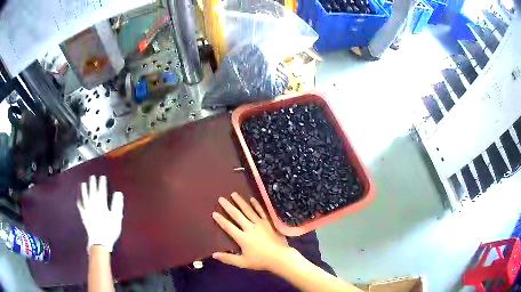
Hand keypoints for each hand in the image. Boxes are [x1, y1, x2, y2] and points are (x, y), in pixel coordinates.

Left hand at [77, 175, 123, 252]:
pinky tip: (78, 199)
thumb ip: (117, 204)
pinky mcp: (84, 216)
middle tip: (92, 177)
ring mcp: (87, 209)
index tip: (102, 177)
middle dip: (93, 183)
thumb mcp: (116, 218)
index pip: (102, 190)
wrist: (99, 241)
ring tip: (83, 184)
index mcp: (101, 204)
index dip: (102, 183)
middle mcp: (93, 204)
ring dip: (84, 190)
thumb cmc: (109, 230)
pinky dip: (79, 202)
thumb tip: (118, 193)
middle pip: (92, 191)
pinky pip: (80, 207)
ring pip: (85, 197)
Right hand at [212, 192, 293, 270]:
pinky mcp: (269, 223)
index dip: (221, 220)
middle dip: (228, 206)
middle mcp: (250, 228)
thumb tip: (214, 255)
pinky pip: (261, 211)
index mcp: (242, 238)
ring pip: (248, 210)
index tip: (214, 213)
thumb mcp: (242, 263)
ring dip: (240, 202)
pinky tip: (252, 199)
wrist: (280, 257)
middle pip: (237, 215)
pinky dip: (256, 205)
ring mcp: (260, 224)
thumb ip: (228, 258)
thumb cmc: (261, 261)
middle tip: (221, 198)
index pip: (229, 227)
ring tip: (234, 194)